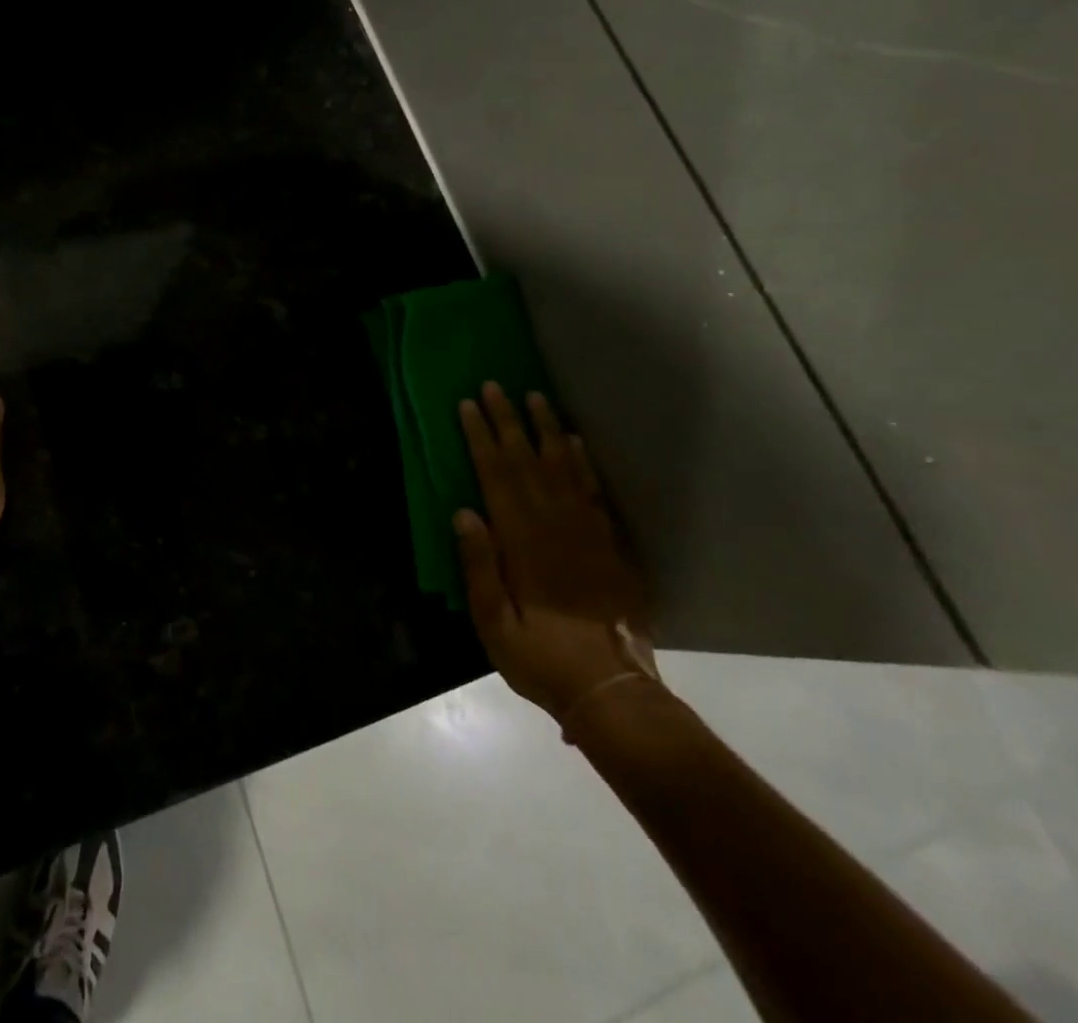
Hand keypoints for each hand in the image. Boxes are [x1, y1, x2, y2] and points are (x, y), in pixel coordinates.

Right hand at [455, 384, 654, 725]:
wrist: (613, 692)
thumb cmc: (541, 660)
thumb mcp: (494, 624)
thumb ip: (479, 567)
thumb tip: (463, 512)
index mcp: (522, 544)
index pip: (496, 477)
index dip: (481, 439)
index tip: (468, 407)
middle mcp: (555, 528)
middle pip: (528, 463)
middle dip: (508, 421)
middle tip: (495, 386)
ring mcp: (588, 534)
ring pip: (563, 469)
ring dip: (547, 430)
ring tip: (535, 397)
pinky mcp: (611, 546)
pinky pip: (594, 493)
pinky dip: (583, 464)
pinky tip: (575, 442)